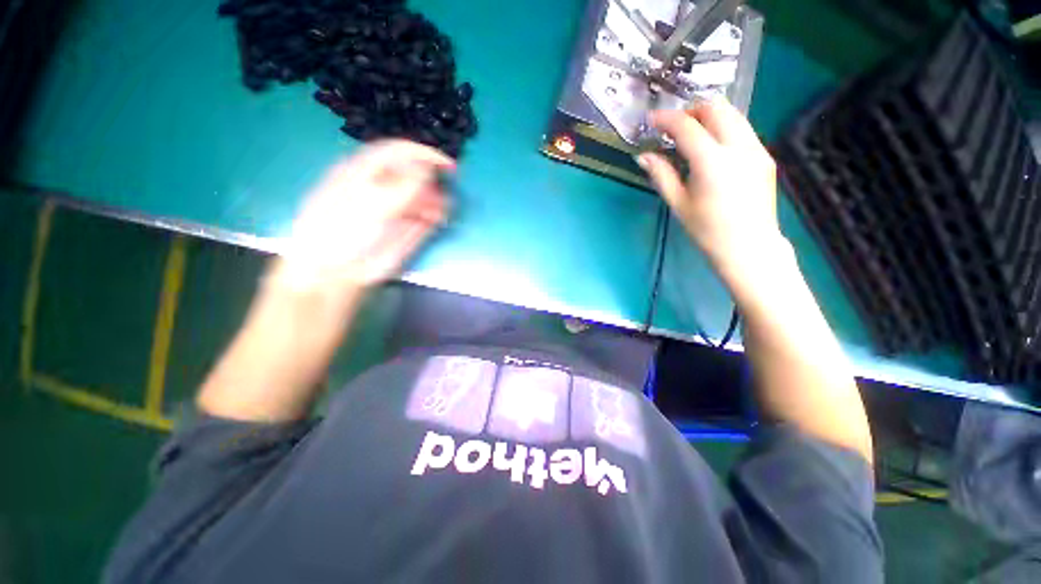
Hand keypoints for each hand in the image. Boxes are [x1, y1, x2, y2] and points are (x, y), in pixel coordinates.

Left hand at [272, 140, 454, 292]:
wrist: (335, 271)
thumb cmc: (343, 232)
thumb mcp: (370, 203)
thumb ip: (401, 186)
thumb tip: (427, 169)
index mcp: (366, 171)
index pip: (399, 152)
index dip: (424, 154)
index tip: (447, 165)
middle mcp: (383, 188)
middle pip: (415, 174)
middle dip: (433, 180)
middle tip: (445, 191)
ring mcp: (397, 210)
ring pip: (424, 196)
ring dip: (437, 200)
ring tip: (441, 211)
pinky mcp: (407, 230)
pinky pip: (427, 217)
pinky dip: (436, 216)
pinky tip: (438, 219)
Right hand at [638, 99, 785, 281]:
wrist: (748, 246)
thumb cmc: (707, 230)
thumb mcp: (678, 203)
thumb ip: (661, 175)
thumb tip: (643, 156)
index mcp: (712, 161)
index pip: (687, 126)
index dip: (666, 118)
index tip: (651, 120)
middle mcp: (739, 146)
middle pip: (716, 108)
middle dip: (691, 110)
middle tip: (673, 126)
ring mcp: (757, 149)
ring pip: (733, 114)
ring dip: (709, 116)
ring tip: (691, 134)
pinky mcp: (765, 156)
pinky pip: (743, 130)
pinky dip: (723, 128)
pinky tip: (712, 149)